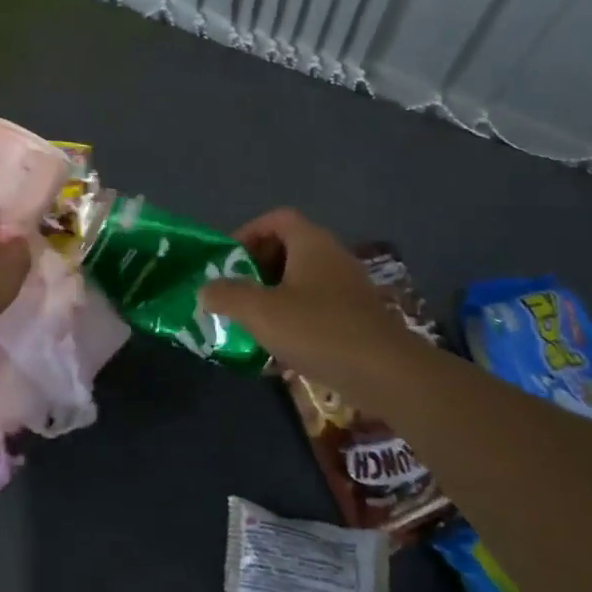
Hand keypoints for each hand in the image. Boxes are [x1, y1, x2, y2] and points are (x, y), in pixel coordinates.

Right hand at [199, 208, 425, 398]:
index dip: (248, 232)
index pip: (277, 218)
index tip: (227, 259)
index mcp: (311, 242)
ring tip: (251, 320)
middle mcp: (333, 256)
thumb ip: (227, 295)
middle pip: (289, 247)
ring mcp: (349, 287)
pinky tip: (280, 346)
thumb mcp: (260, 311)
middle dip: (257, 266)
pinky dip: (295, 316)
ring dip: (274, 294)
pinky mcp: (357, 317)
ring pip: (302, 279)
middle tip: (234, 290)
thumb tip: (205, 289)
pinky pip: (317, 305)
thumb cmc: (318, 330)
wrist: (386, 373)